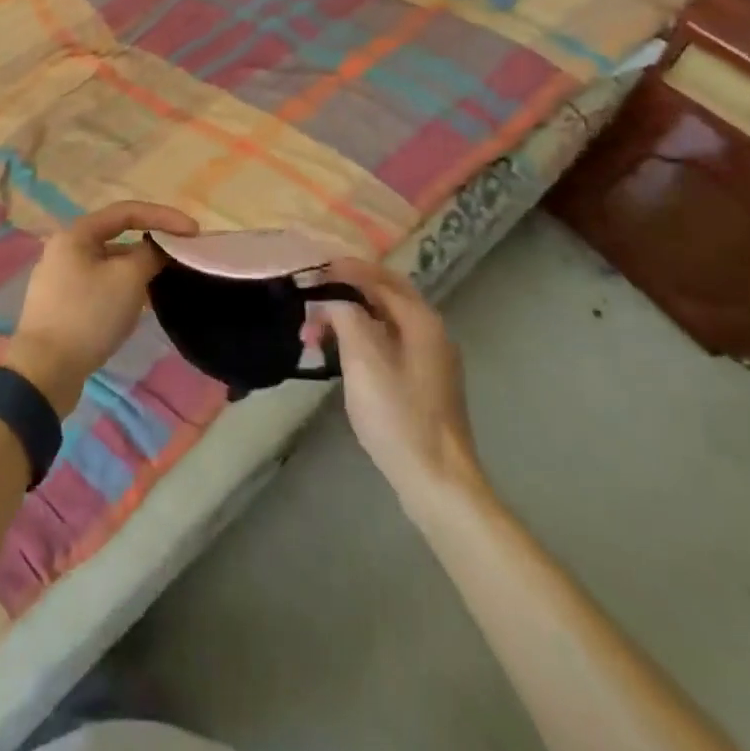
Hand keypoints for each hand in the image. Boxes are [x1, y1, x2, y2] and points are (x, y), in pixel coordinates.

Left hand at [8, 200, 199, 414]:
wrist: (44, 372)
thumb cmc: (88, 315)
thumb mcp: (128, 279)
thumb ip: (150, 255)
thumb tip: (157, 251)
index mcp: (76, 234)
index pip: (127, 212)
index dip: (164, 216)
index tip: (193, 231)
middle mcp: (65, 250)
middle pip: (117, 237)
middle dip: (152, 245)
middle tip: (181, 257)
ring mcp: (61, 280)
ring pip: (110, 265)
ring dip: (138, 270)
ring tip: (165, 283)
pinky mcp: (63, 307)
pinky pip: (101, 287)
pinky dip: (124, 289)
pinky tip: (141, 306)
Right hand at [314, 259, 483, 515]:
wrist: (437, 479)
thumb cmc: (397, 415)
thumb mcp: (363, 359)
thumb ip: (346, 316)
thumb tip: (332, 299)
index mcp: (420, 319)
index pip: (378, 277)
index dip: (344, 270)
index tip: (312, 272)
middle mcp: (431, 329)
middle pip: (385, 293)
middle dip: (347, 290)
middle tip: (313, 296)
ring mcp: (432, 356)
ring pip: (386, 318)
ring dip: (351, 316)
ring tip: (318, 331)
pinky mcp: (426, 380)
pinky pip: (390, 340)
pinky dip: (363, 336)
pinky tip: (343, 352)